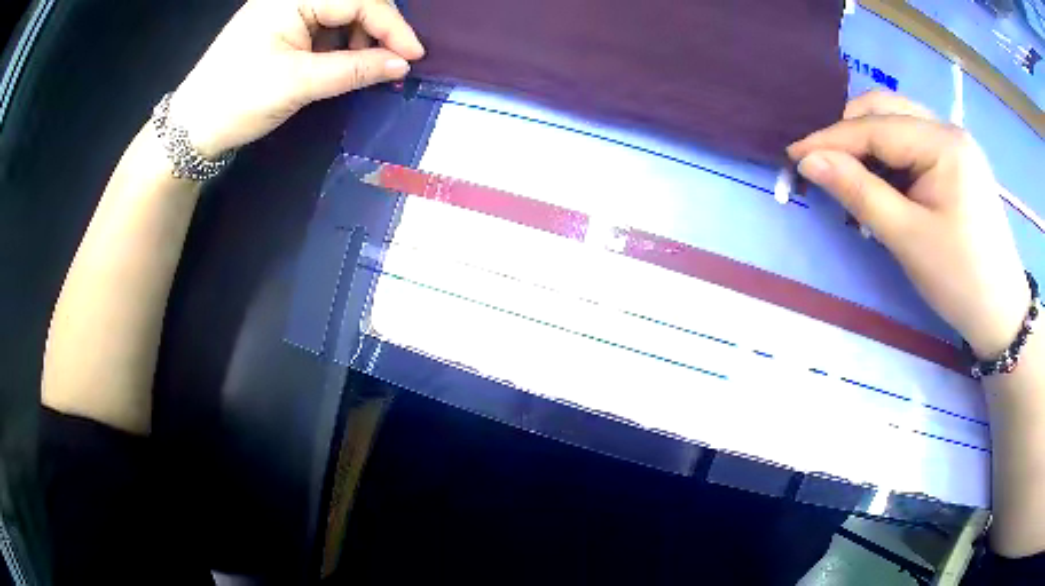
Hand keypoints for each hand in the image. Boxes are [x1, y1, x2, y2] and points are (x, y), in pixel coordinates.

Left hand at [169, 0, 424, 157]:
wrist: (191, 128)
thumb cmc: (237, 100)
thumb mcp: (297, 84)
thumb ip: (353, 70)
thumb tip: (403, 64)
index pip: (359, 0)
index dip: (392, 26)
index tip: (414, 56)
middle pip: (353, 2)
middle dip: (376, 32)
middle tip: (388, 65)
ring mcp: (286, 12)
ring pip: (342, 16)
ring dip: (360, 41)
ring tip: (362, 70)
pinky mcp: (282, 29)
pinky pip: (325, 29)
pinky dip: (340, 48)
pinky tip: (342, 67)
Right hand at [788, 90, 1028, 357]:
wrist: (1002, 314)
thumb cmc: (960, 280)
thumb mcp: (908, 239)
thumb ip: (859, 192)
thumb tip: (809, 161)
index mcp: (943, 143)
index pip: (876, 128)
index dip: (832, 139)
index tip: (794, 155)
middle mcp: (948, 130)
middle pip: (887, 110)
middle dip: (851, 134)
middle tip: (827, 167)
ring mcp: (955, 145)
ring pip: (900, 123)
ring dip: (871, 144)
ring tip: (855, 179)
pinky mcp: (958, 163)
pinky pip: (915, 143)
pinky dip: (892, 157)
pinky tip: (887, 184)